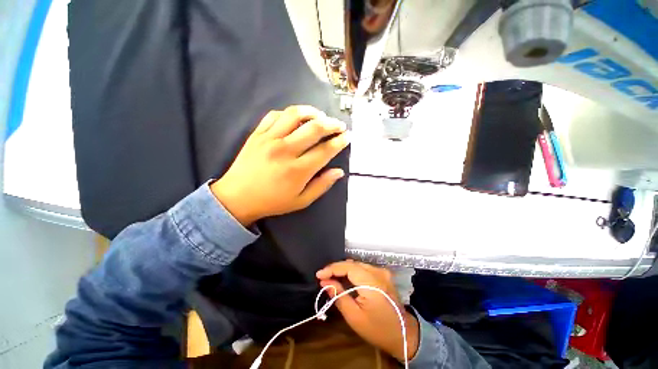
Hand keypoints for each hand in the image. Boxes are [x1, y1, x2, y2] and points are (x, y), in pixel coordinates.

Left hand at [211, 105, 348, 225]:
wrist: (237, 198)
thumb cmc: (272, 202)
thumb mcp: (301, 201)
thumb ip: (322, 185)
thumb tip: (339, 171)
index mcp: (298, 170)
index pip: (325, 150)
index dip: (340, 141)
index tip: (347, 137)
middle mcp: (285, 150)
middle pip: (314, 128)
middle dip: (332, 124)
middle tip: (339, 125)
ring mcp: (269, 139)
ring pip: (295, 115)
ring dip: (312, 112)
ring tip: (320, 116)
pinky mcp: (257, 134)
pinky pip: (275, 115)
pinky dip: (289, 113)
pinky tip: (296, 117)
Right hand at [316, 260, 419, 361]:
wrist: (403, 334)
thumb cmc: (377, 329)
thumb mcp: (354, 316)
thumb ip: (339, 296)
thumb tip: (325, 282)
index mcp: (372, 282)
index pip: (347, 267)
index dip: (332, 269)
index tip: (318, 274)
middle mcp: (378, 272)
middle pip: (352, 264)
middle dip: (336, 268)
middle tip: (323, 277)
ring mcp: (382, 272)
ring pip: (357, 264)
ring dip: (343, 269)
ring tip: (331, 277)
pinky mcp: (383, 274)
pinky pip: (363, 268)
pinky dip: (352, 271)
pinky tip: (344, 278)